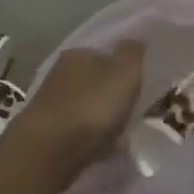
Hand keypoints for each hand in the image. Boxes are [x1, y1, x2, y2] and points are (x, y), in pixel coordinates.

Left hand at [15, 42, 144, 172]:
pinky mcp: (50, 130)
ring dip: (106, 117)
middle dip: (117, 95)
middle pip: (99, 81)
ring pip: (90, 106)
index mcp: (77, 53)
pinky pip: (82, 130)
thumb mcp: (124, 72)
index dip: (127, 69)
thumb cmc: (91, 106)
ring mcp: (53, 102)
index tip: (144, 86)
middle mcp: (61, 73)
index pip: (107, 54)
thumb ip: (133, 54)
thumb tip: (135, 43)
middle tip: (139, 111)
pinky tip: (106, 147)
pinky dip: (94, 137)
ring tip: (125, 132)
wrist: (49, 151)